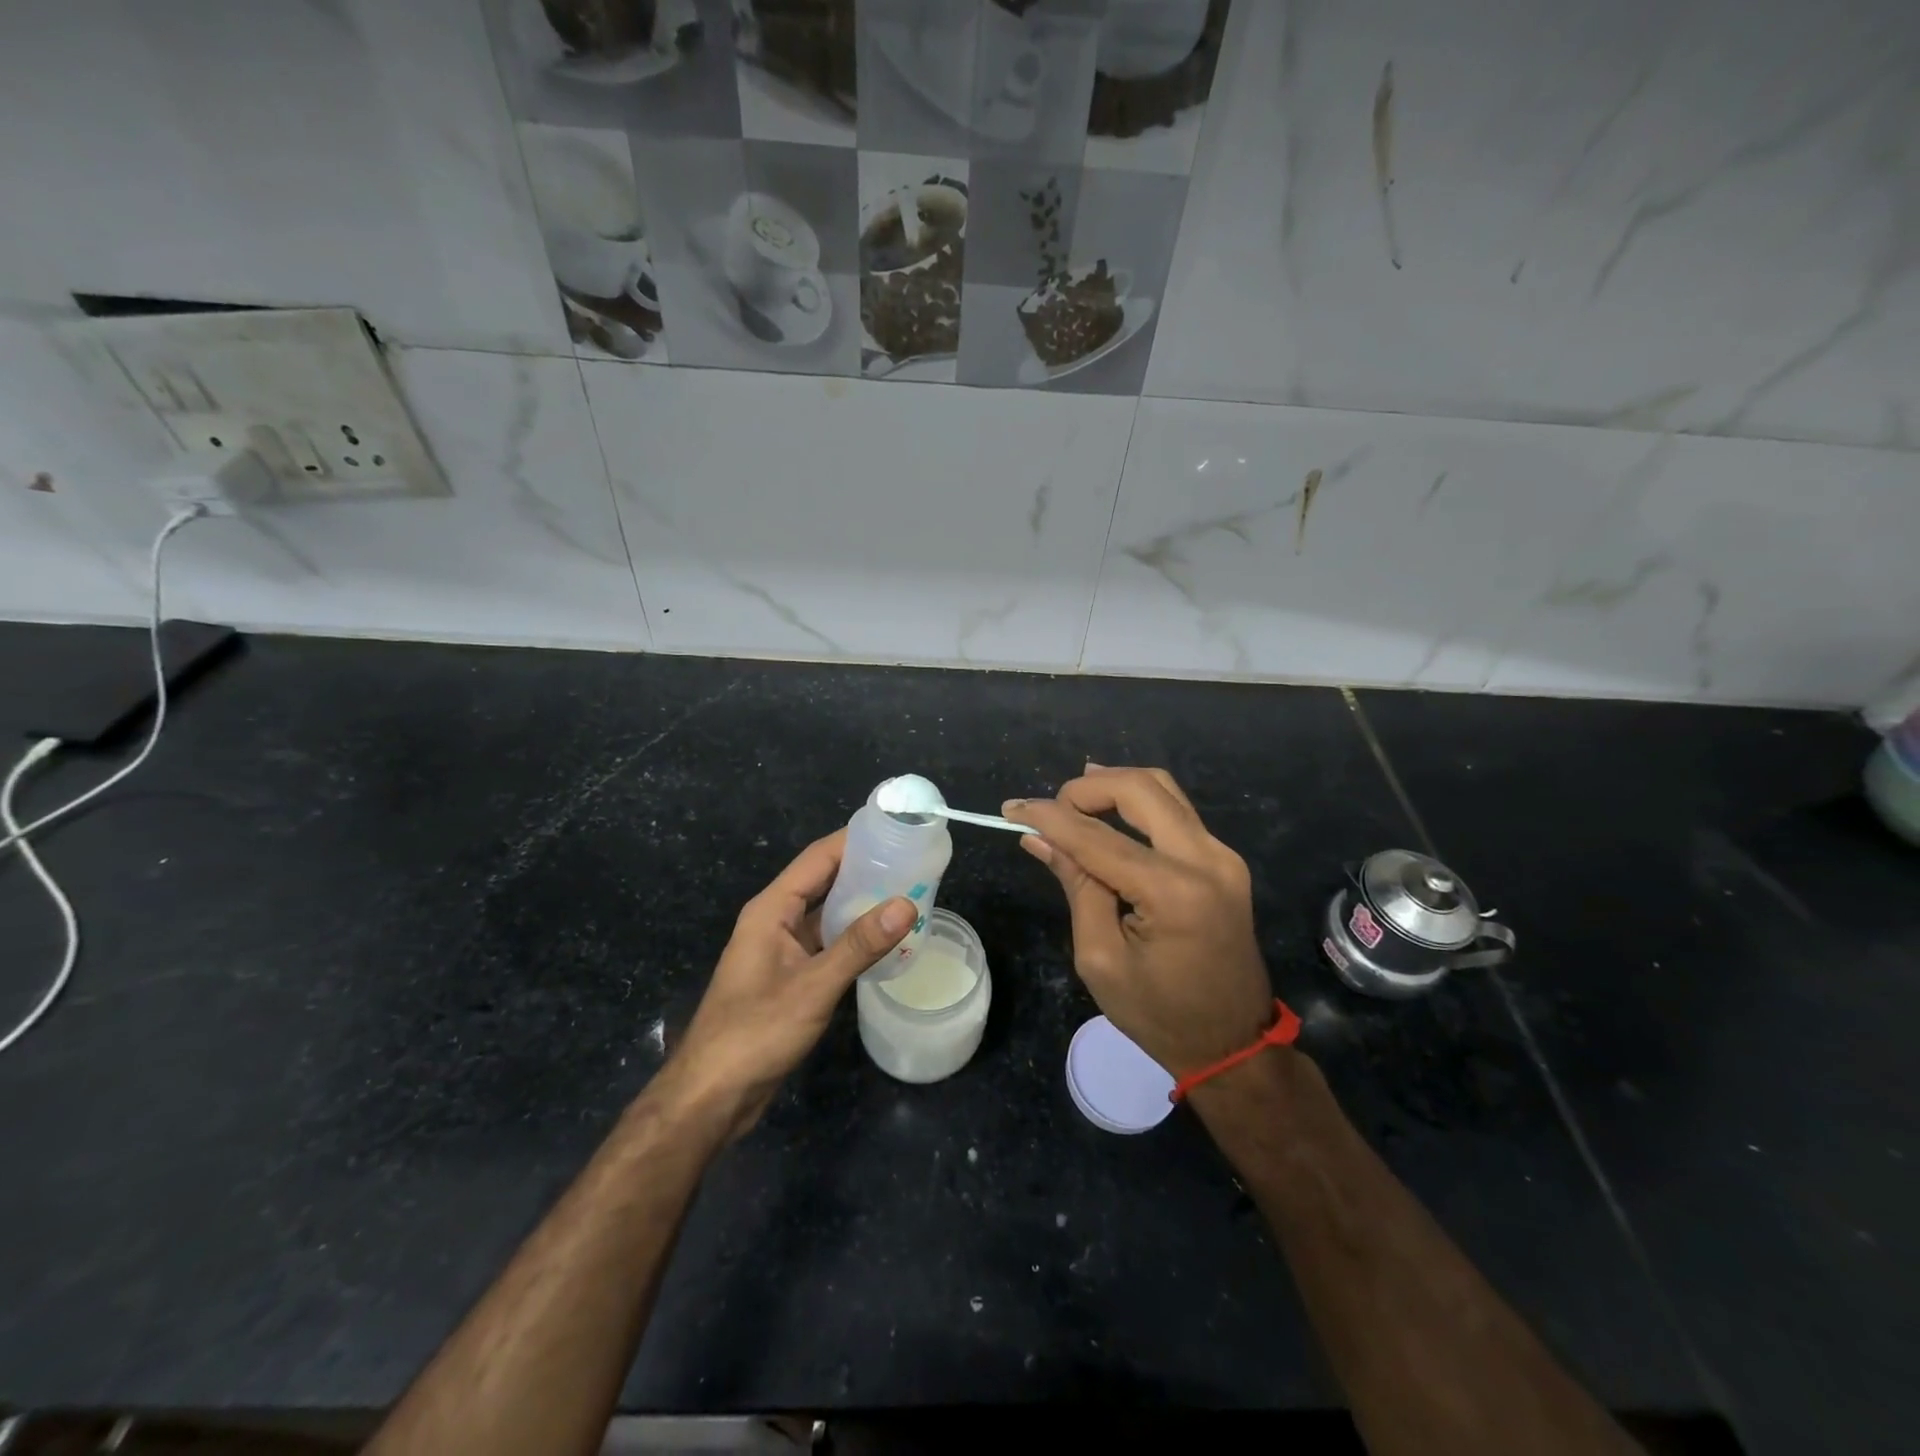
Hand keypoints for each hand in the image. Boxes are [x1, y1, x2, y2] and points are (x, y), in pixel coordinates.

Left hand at [650, 830, 913, 1140]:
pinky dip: (855, 937)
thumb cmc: (756, 1031)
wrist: (713, 1095)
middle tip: (913, 862)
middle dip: (865, 869)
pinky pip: (827, 943)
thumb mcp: (813, 986)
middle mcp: (776, 920)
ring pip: (827, 913)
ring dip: (862, 904)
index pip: (818, 858)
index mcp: (772, 909)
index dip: (854, 839)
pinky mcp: (790, 976)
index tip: (896, 829)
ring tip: (909, 894)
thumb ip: (860, 945)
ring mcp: (782, 949)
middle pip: (823, 881)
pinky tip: (886, 941)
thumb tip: (906, 904)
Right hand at [1003, 766, 1275, 1078]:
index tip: (1011, 808)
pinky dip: (1138, 802)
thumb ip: (1076, 886)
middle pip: (1141, 788)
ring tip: (1073, 800)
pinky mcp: (1224, 860)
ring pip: (1163, 789)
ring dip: (1114, 785)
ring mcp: (1222, 855)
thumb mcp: (1101, 958)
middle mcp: (1206, 860)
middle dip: (1087, 788)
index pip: (1098, 837)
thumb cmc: (1159, 1014)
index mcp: (1173, 892)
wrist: (1232, 1044)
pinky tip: (1109, 811)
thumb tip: (1039, 838)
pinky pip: (1176, 811)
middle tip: (1050, 808)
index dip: (1050, 817)